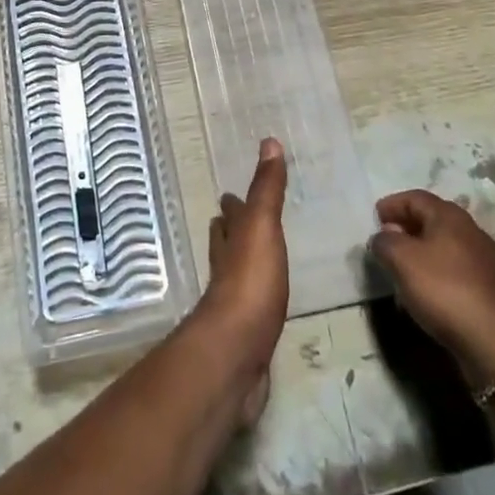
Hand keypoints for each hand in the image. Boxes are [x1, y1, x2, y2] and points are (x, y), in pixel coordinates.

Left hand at [199, 139, 288, 426]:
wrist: (236, 353)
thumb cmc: (251, 282)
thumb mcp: (262, 226)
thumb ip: (267, 189)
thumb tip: (269, 141)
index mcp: (230, 241)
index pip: (230, 215)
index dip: (232, 204)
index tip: (231, 194)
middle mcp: (225, 267)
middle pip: (225, 243)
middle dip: (230, 230)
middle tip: (237, 219)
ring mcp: (232, 304)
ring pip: (234, 274)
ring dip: (239, 263)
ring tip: (252, 257)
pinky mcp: (243, 336)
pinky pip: (249, 308)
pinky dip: (254, 299)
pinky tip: (262, 306)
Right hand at [368, 190, 494, 383]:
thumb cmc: (444, 290)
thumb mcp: (402, 260)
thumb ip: (384, 242)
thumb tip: (383, 237)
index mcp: (450, 216)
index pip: (415, 198)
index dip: (392, 205)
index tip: (374, 218)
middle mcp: (470, 230)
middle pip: (432, 219)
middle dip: (406, 226)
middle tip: (386, 241)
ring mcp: (484, 260)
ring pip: (444, 245)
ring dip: (420, 251)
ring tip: (402, 268)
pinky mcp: (489, 287)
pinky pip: (455, 268)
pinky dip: (436, 271)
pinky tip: (426, 291)